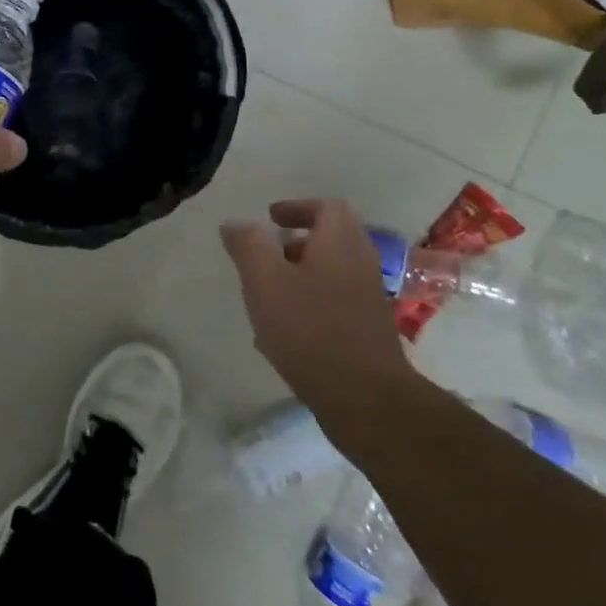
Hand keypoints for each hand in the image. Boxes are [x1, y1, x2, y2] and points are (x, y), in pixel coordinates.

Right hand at [221, 199, 418, 434]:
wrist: (364, 397)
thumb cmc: (309, 328)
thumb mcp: (265, 279)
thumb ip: (248, 245)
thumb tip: (237, 223)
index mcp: (340, 243)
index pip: (327, 207)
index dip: (298, 207)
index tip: (270, 218)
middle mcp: (361, 264)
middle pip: (332, 239)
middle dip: (297, 242)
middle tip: (266, 253)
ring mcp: (368, 299)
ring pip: (332, 272)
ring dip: (301, 273)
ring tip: (267, 293)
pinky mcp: (367, 331)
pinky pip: (335, 302)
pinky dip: (310, 301)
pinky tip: (282, 330)